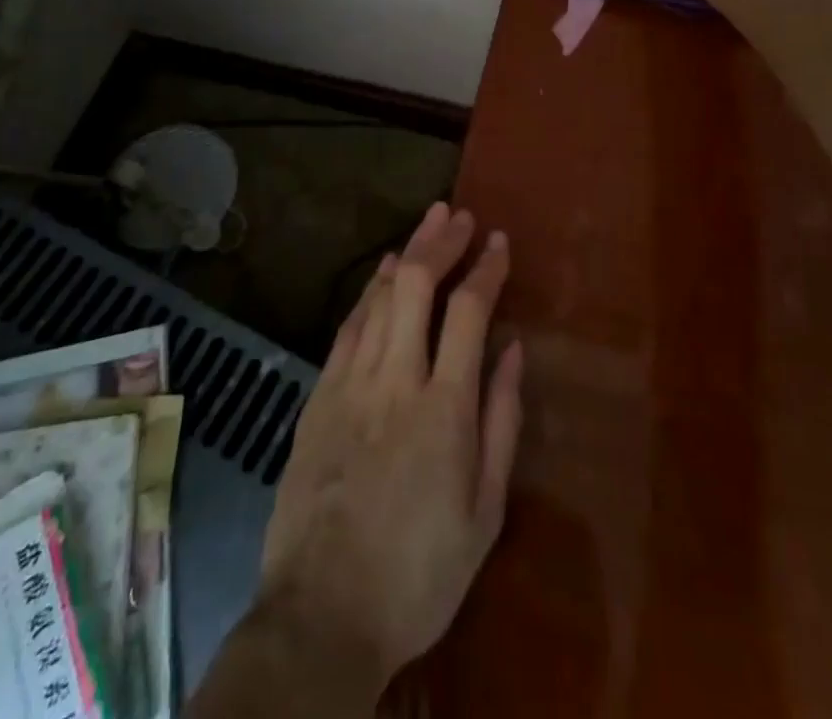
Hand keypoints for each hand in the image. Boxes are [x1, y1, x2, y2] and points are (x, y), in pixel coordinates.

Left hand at [256, 203, 524, 694]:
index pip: (469, 311)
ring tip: (427, 225)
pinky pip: (348, 327)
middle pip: (415, 285)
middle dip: (440, 241)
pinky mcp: (318, 397)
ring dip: (406, 254)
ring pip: (378, 297)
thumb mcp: (485, 512)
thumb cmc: (420, 572)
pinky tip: (382, 273)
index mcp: (444, 407)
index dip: (486, 268)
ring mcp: (350, 384)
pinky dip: (368, 291)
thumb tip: (513, 350)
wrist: (322, 616)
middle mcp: (395, 379)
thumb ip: (502, 422)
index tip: (499, 241)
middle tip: (458, 215)